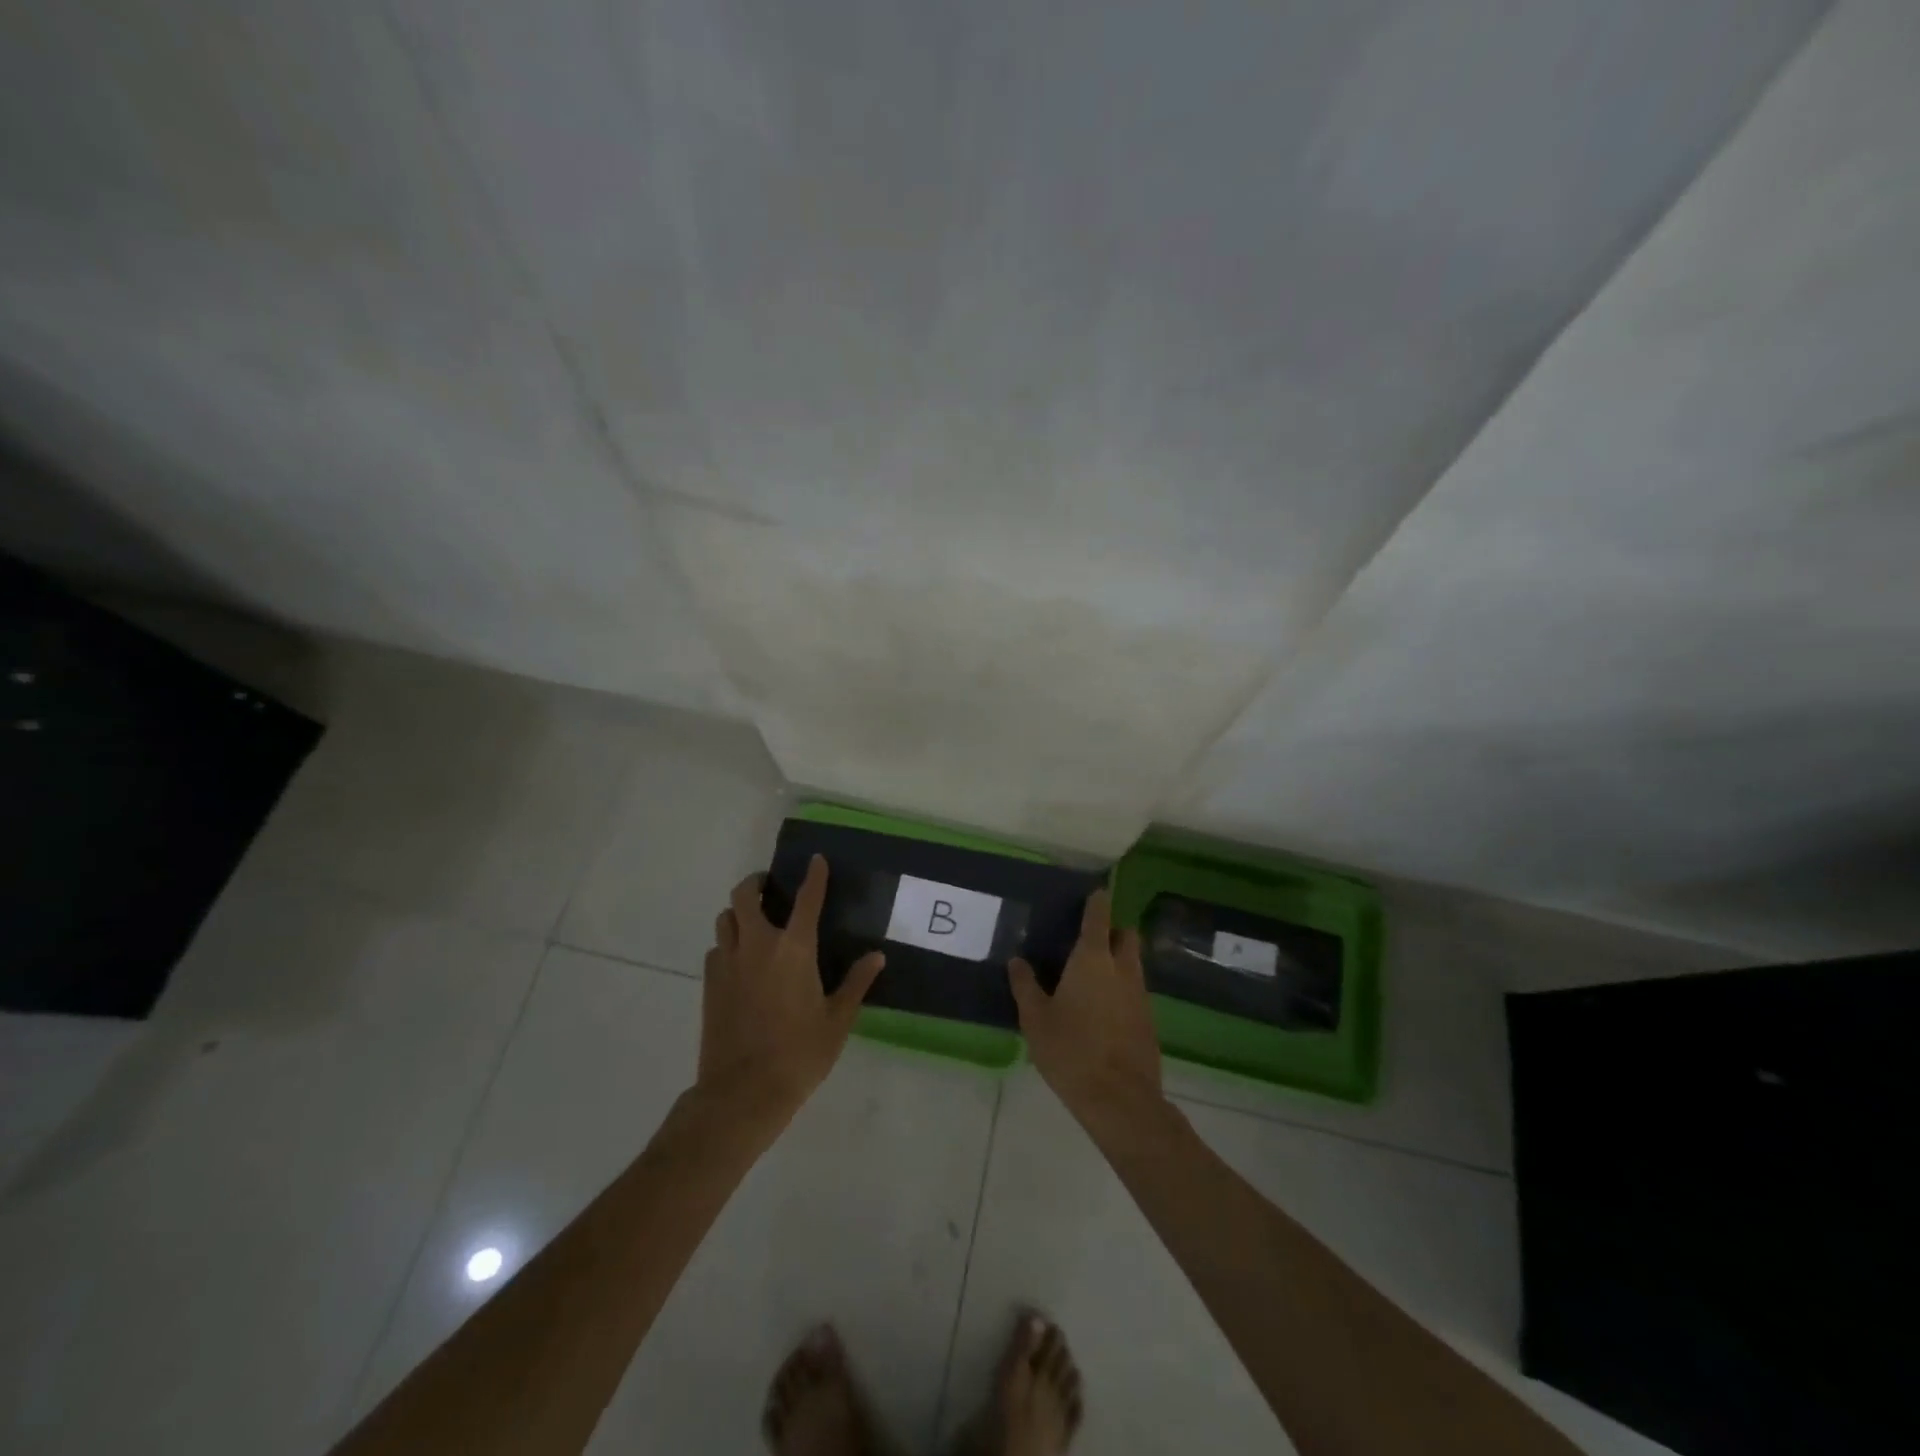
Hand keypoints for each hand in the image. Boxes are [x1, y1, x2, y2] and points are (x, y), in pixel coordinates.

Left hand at [698, 856, 883, 1120]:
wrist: (742, 1093)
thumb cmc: (799, 1054)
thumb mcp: (837, 1020)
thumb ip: (856, 983)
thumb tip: (876, 956)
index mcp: (794, 949)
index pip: (807, 899)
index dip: (813, 876)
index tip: (815, 860)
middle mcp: (757, 946)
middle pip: (745, 896)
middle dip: (757, 883)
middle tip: (770, 888)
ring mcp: (728, 964)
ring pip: (725, 919)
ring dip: (739, 912)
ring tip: (754, 922)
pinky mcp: (709, 985)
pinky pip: (715, 949)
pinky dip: (727, 943)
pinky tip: (740, 960)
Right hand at [1009, 888, 1161, 1123]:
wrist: (1120, 1100)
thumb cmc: (1071, 1050)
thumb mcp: (1036, 1019)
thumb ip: (1025, 986)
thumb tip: (1017, 961)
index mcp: (1092, 959)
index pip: (1098, 916)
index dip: (1097, 901)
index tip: (1094, 891)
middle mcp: (1122, 968)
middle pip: (1126, 935)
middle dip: (1112, 930)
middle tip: (1088, 940)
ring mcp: (1140, 994)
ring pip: (1133, 963)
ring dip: (1118, 960)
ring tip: (1091, 976)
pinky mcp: (1149, 1019)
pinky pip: (1136, 990)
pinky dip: (1122, 989)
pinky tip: (1103, 1008)